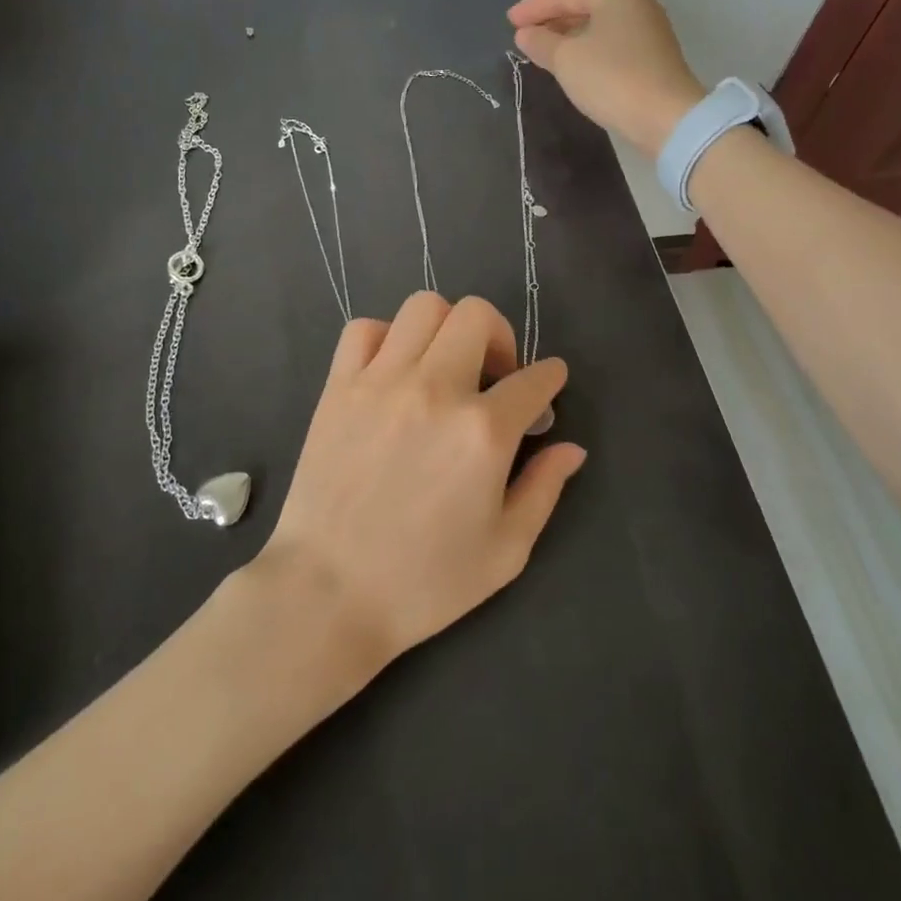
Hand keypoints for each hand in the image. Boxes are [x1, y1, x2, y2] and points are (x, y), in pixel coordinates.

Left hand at [256, 293, 584, 669]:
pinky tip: (394, 370)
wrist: (328, 593)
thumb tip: (571, 447)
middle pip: (478, 316)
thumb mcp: (505, 550)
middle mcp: (435, 389)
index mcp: (483, 432)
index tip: (547, 385)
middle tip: (496, 374)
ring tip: (445, 364)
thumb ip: (544, 489)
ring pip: (424, 307)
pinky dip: (386, 336)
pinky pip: (364, 329)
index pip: (533, 379)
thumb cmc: (424, 582)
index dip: (550, 378)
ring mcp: (381, 382)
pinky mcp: (338, 387)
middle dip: (502, 337)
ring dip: (447, 327)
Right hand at [509, 0, 707, 156]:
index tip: (509, 21)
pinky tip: (573, 65)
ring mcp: (650, 32)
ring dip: (570, 37)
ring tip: (544, 51)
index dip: (534, 7)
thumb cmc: (611, 79)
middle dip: (553, 21)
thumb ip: (541, 42)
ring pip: (599, 28)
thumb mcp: (566, 60)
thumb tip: (525, 34)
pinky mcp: (654, 59)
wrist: (665, 118)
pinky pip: (611, 46)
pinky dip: (588, 51)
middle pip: (586, 7)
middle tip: (524, 35)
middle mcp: (637, 5)